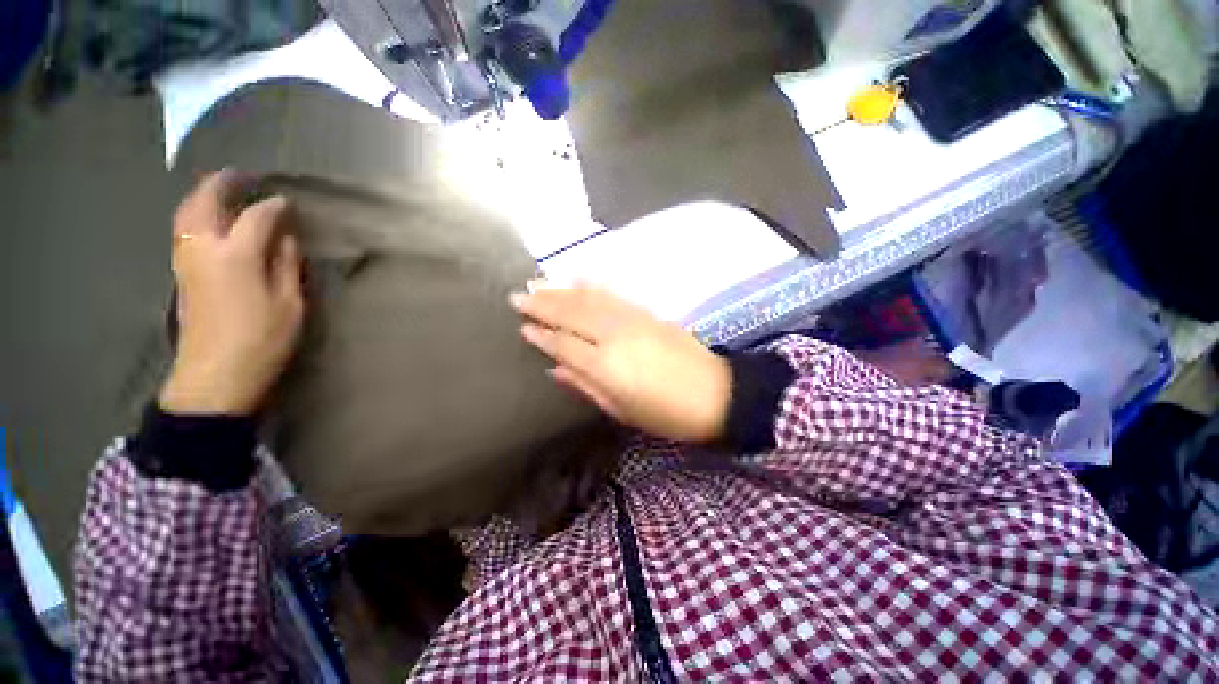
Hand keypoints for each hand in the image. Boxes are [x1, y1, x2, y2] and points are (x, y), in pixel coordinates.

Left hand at [159, 170, 303, 415]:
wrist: (215, 375)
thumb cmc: (262, 340)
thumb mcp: (290, 304)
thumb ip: (287, 266)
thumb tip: (285, 239)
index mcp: (237, 256)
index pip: (257, 217)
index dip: (274, 207)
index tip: (288, 203)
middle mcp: (204, 249)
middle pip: (206, 203)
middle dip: (222, 184)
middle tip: (241, 175)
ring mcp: (186, 261)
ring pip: (187, 214)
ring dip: (203, 196)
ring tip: (221, 190)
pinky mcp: (180, 274)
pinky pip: (184, 230)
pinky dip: (194, 215)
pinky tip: (207, 218)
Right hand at [511, 284, 731, 442]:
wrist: (716, 393)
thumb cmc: (666, 414)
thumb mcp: (621, 411)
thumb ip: (585, 386)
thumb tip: (555, 369)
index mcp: (605, 365)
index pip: (563, 344)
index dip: (541, 335)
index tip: (522, 326)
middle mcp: (613, 335)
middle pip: (571, 315)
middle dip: (542, 304)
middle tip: (517, 295)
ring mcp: (631, 319)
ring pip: (588, 299)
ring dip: (560, 290)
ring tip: (537, 283)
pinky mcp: (647, 312)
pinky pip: (613, 294)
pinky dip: (592, 285)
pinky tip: (578, 277)